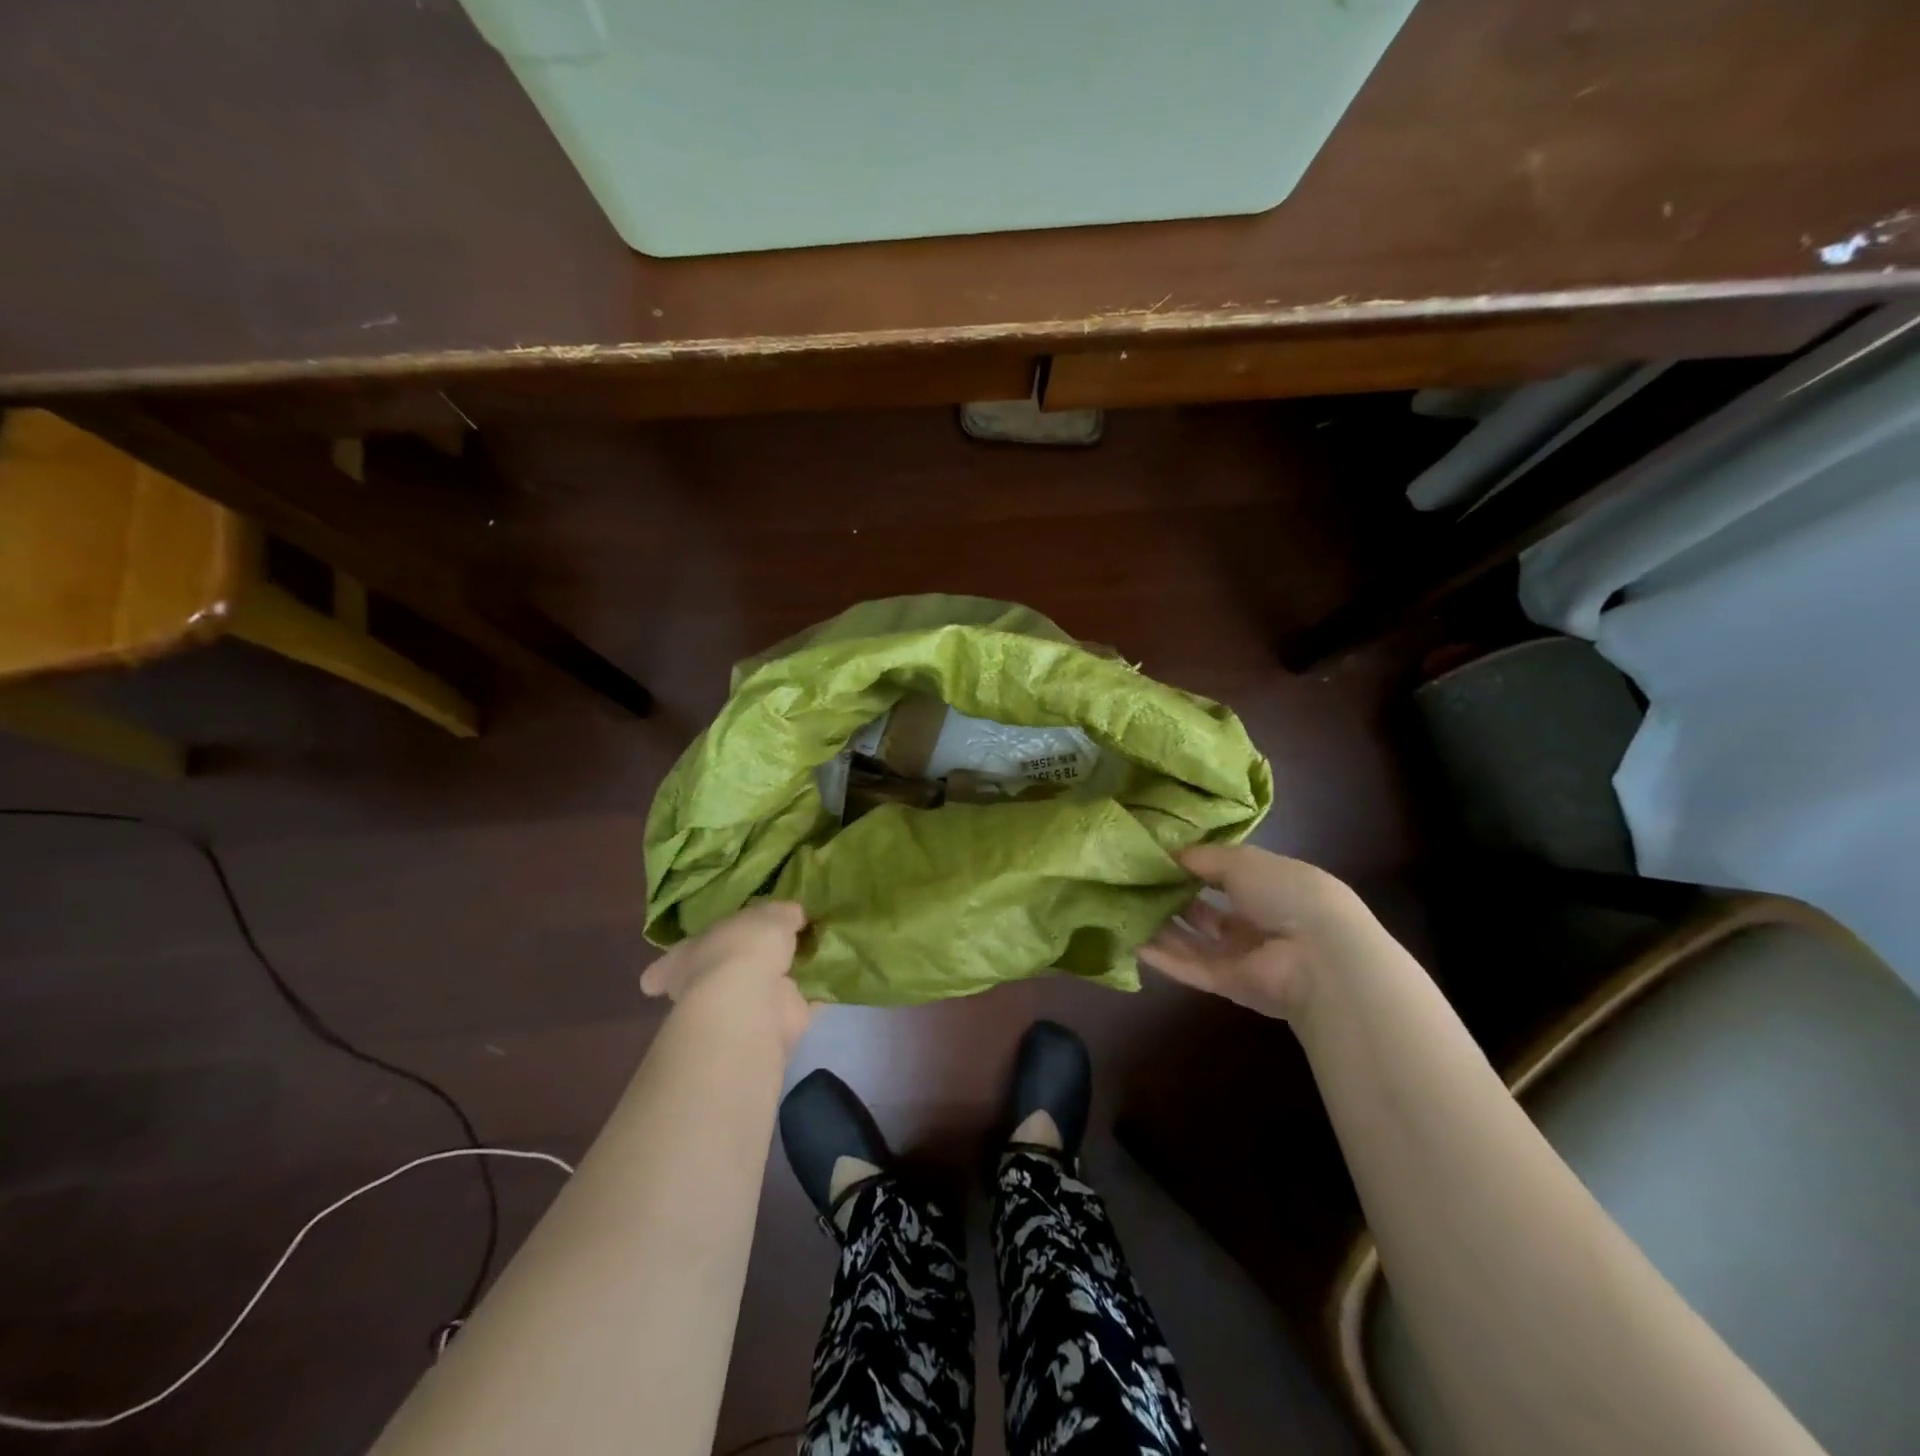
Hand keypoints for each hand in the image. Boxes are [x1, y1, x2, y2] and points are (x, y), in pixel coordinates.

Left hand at [641, 902, 811, 1049]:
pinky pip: (786, 1009)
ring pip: (750, 994)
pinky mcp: (764, 1027)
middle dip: (730, 971)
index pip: (671, 961)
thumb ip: (779, 913)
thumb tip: (791, 914)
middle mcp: (702, 987)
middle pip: (711, 978)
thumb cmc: (742, 948)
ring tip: (798, 964)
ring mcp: (731, 1011)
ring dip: (771, 984)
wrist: (752, 1001)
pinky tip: (818, 988)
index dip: (671, 963)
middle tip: (758, 955)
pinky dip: (803, 1001)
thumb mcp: (766, 915)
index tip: (672, 966)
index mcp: (686, 956)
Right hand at [1138, 844, 1374, 1020]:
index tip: (1154, 857)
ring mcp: (1241, 955)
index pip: (1225, 874)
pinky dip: (1161, 956)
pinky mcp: (1227, 985)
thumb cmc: (1286, 893)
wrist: (1318, 957)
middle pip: (1205, 910)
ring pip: (1193, 940)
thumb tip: (1167, 855)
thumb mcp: (1242, 861)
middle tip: (1132, 883)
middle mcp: (1256, 920)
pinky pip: (1189, 967)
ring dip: (1161, 926)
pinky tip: (1130, 941)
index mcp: (1270, 885)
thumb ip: (1202, 858)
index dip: (1191, 866)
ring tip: (1123, 909)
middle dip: (1172, 897)